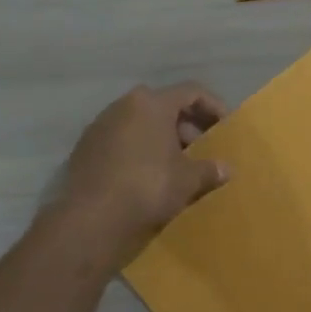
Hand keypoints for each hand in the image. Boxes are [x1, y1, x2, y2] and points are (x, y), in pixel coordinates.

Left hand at [48, 83, 229, 252]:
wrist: (91, 220)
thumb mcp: (188, 180)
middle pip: (163, 106)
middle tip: (202, 148)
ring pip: (140, 124)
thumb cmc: (148, 187)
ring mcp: (100, 127)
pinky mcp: (85, 150)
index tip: (225, 127)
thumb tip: (225, 169)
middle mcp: (123, 106)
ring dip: (161, 139)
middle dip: (186, 126)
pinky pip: (121, 142)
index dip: (213, 106)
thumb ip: (210, 169)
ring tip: (176, 165)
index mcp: (152, 104)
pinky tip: (148, 177)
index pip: (191, 92)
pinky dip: (138, 152)